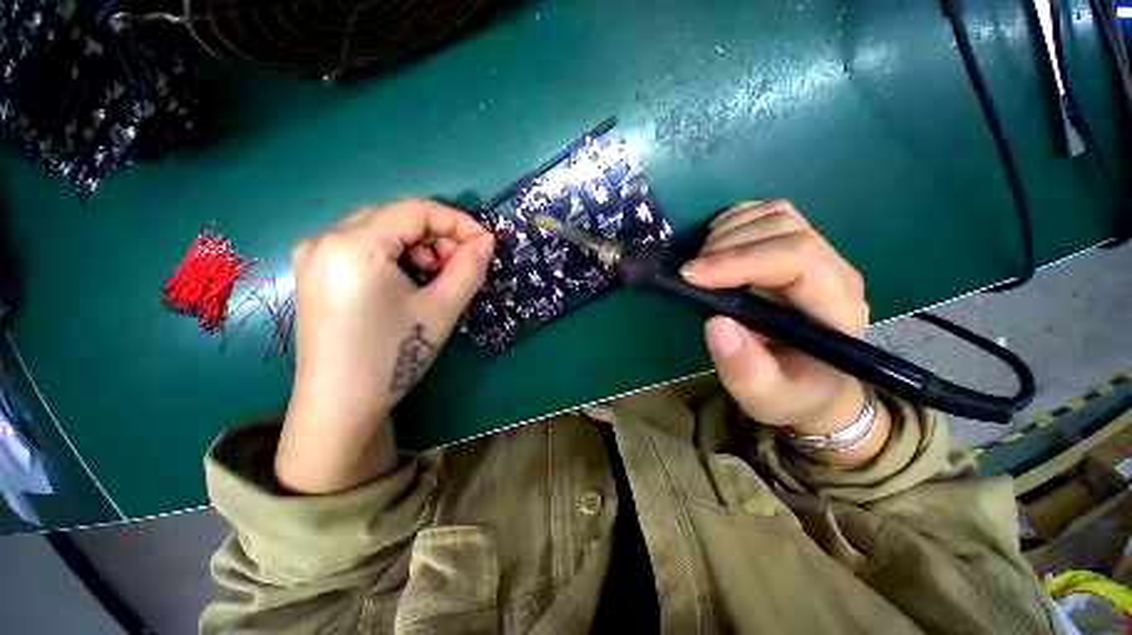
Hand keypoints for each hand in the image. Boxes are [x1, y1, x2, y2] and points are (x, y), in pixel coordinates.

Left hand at [276, 199, 493, 492]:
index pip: (416, 210)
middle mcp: (325, 239)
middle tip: (462, 263)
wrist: (340, 406)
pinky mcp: (315, 272)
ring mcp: (314, 255)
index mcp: (353, 245)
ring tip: (436, 275)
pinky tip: (408, 281)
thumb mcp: (441, 309)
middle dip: (438, 234)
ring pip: (381, 229)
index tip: (485, 243)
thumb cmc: (393, 357)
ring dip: (418, 245)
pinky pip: (364, 245)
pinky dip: (396, 254)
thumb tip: (487, 241)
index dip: (458, 222)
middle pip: (396, 216)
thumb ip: (469, 268)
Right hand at [680, 200, 887, 461]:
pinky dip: (734, 221)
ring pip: (776, 214)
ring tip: (701, 262)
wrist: (814, 385)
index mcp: (836, 308)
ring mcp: (818, 254)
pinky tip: (715, 246)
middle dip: (728, 245)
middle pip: (785, 228)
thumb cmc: (792, 394)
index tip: (690, 275)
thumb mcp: (766, 398)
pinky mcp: (797, 248)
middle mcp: (834, 272)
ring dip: (729, 230)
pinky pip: (767, 213)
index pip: (797, 258)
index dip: (739, 259)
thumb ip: (745, 370)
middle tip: (691, 272)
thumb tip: (716, 322)